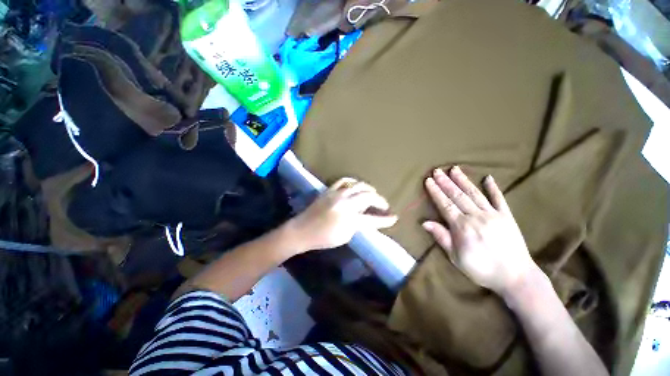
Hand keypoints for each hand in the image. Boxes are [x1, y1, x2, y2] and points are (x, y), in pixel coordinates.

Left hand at [287, 178, 397, 251]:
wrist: (302, 230)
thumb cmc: (323, 238)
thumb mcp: (345, 237)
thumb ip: (358, 226)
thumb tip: (366, 218)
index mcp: (350, 219)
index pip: (373, 219)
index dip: (386, 220)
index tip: (394, 218)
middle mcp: (346, 204)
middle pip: (368, 197)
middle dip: (380, 200)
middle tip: (384, 205)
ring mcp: (337, 194)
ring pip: (358, 186)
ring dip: (369, 189)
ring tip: (373, 193)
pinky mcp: (330, 190)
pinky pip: (344, 181)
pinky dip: (353, 182)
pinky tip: (357, 185)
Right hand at [422, 166, 538, 296]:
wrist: (516, 277)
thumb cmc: (481, 269)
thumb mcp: (456, 257)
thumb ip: (441, 237)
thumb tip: (424, 222)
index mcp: (462, 227)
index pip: (445, 204)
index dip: (436, 192)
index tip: (428, 180)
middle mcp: (476, 216)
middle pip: (457, 196)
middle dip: (446, 182)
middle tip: (437, 170)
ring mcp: (493, 215)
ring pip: (475, 194)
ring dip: (463, 180)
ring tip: (454, 169)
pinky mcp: (507, 216)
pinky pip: (499, 199)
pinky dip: (493, 188)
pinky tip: (488, 177)